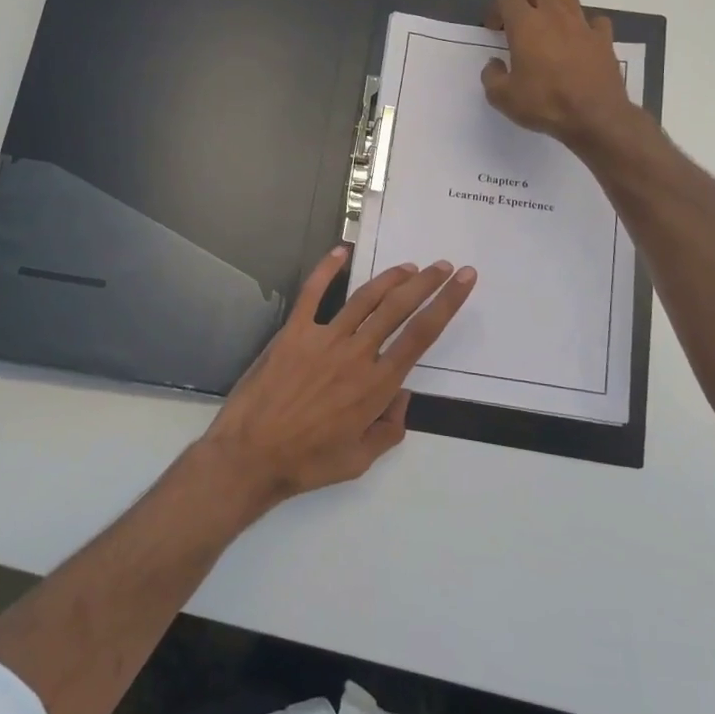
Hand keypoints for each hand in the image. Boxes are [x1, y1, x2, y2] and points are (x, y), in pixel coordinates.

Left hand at [200, 247, 475, 509]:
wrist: (250, 456)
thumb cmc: (308, 462)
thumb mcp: (361, 459)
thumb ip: (390, 428)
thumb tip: (402, 395)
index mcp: (377, 385)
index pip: (421, 335)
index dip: (447, 303)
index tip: (463, 280)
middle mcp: (356, 354)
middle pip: (399, 308)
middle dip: (426, 283)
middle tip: (443, 265)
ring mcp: (323, 339)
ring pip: (365, 298)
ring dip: (390, 278)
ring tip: (409, 266)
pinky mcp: (293, 332)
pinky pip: (312, 293)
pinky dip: (327, 269)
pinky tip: (341, 251)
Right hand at [482, 0, 633, 147]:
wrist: (595, 116)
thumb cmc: (545, 104)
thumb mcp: (503, 98)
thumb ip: (492, 76)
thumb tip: (494, 64)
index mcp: (526, 24)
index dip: (497, 8)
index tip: (495, 29)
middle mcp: (554, 15)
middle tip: (522, 19)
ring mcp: (582, 24)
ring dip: (554, 3)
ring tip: (549, 27)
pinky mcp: (603, 38)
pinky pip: (594, 20)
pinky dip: (585, 26)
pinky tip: (579, 43)